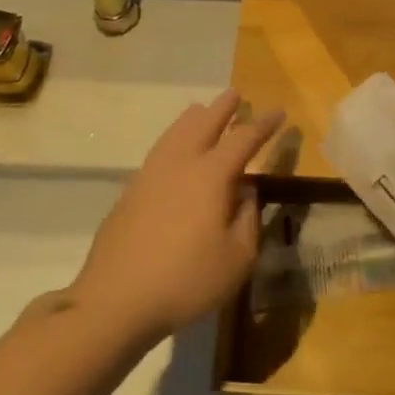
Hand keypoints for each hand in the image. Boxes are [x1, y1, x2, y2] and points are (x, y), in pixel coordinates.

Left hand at [74, 90, 282, 343]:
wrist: (116, 300)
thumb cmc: (187, 280)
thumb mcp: (237, 258)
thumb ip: (247, 219)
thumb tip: (244, 193)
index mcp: (211, 176)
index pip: (243, 140)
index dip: (263, 125)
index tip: (278, 113)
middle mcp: (180, 165)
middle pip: (203, 124)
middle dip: (223, 108)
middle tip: (236, 94)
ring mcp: (149, 176)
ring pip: (175, 134)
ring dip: (193, 119)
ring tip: (201, 110)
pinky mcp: (130, 192)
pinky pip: (158, 151)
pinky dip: (173, 139)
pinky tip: (173, 151)